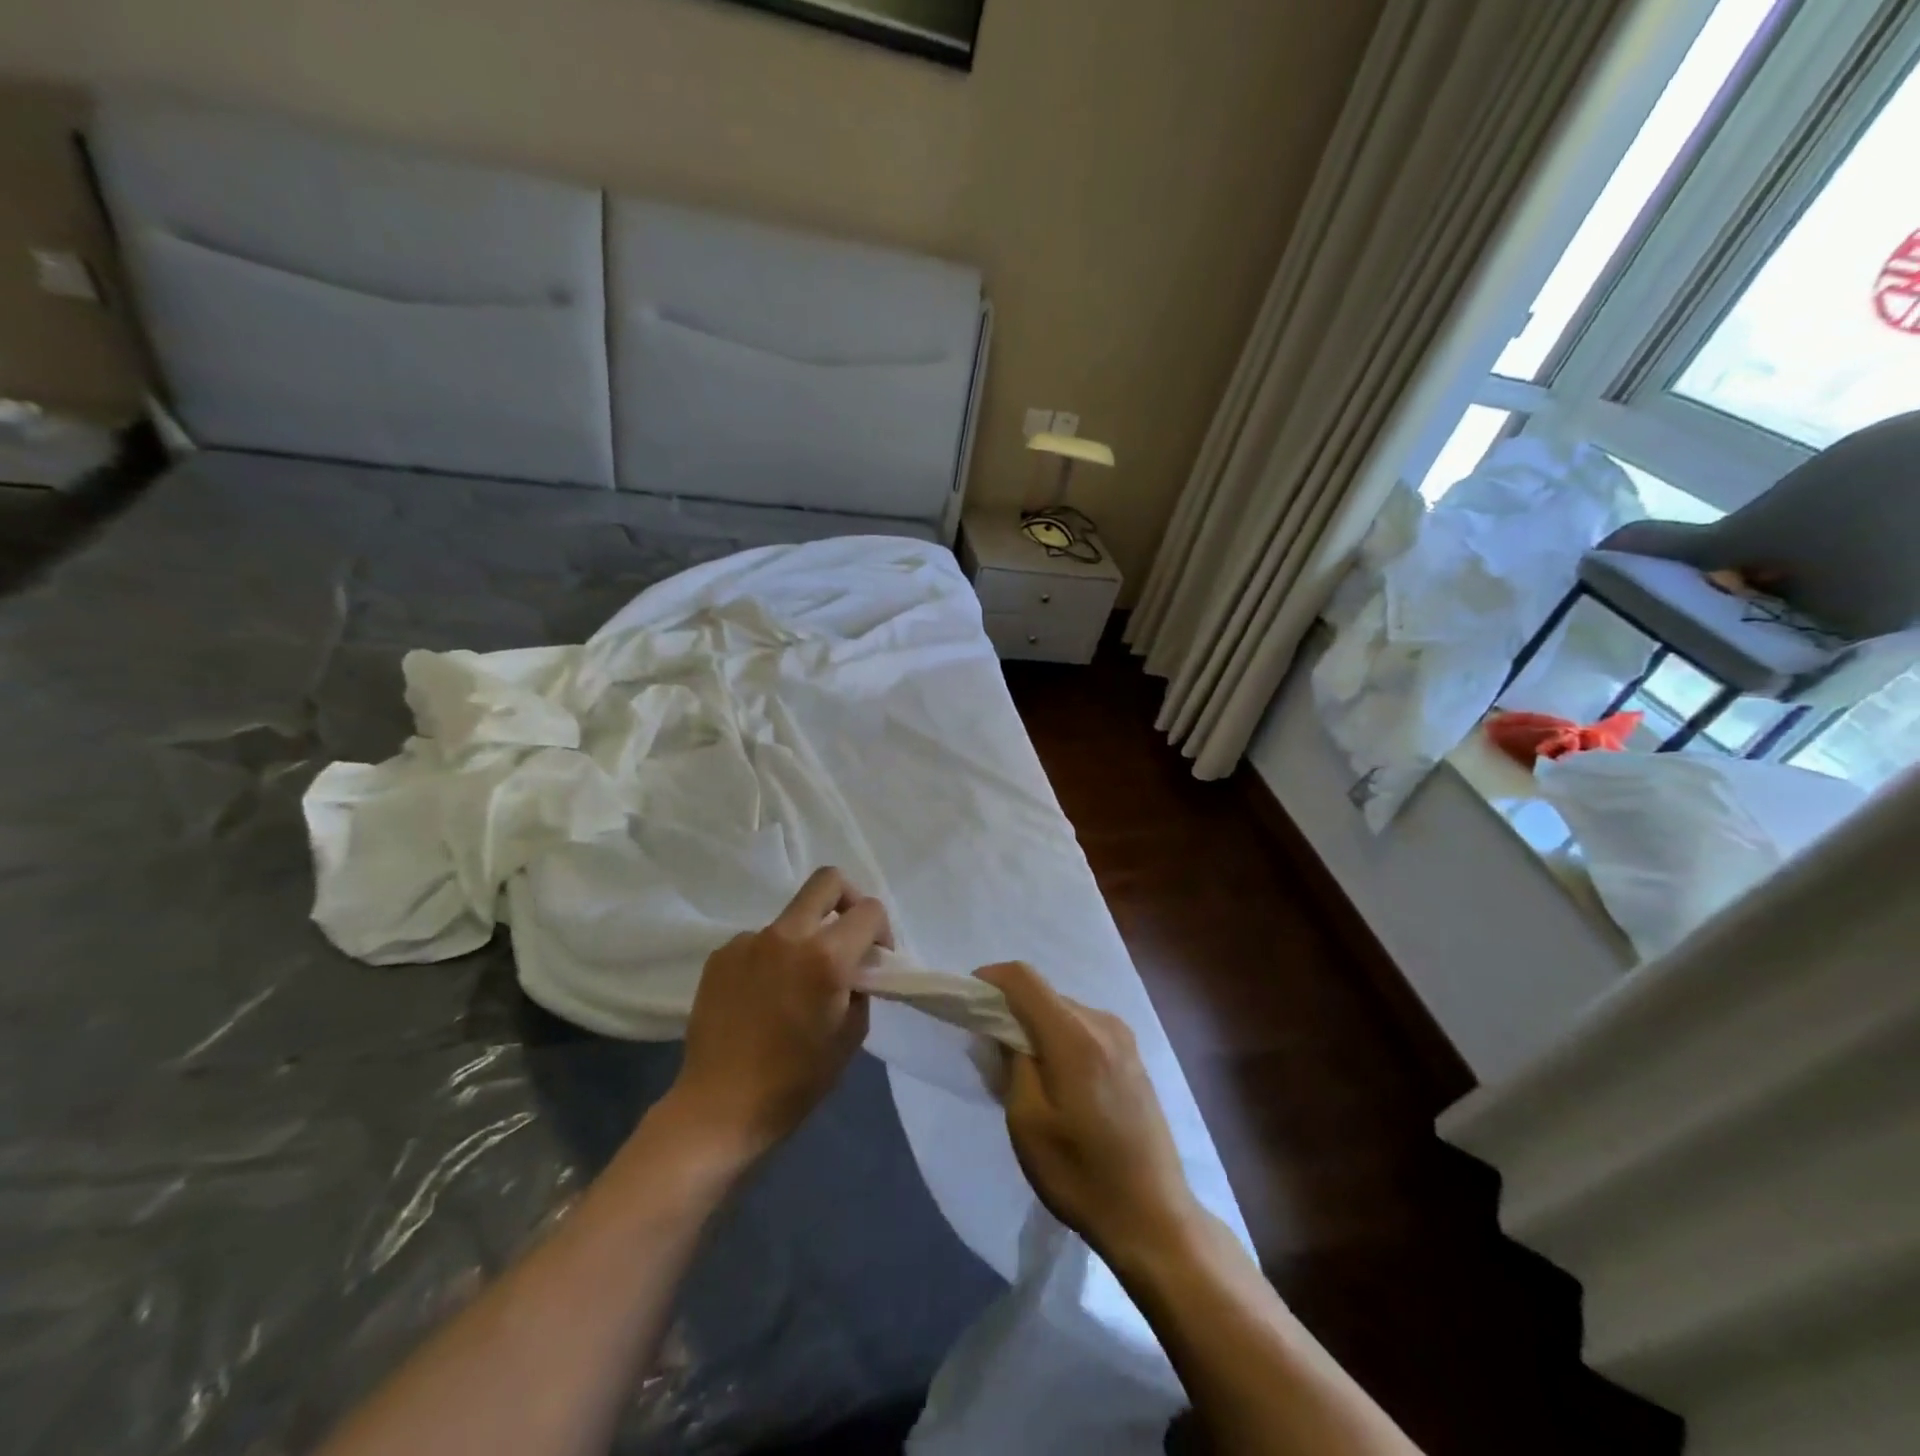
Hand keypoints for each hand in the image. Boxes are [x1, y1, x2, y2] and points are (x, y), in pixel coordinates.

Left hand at [661, 868, 889, 1163]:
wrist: (718, 1108)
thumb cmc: (795, 1082)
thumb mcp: (850, 1036)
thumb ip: (861, 988)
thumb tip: (856, 968)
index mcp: (826, 957)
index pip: (869, 910)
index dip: (882, 929)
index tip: (876, 957)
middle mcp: (787, 936)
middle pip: (827, 881)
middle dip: (848, 898)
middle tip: (847, 933)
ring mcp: (749, 941)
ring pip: (790, 917)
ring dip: (805, 937)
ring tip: (795, 983)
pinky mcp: (721, 955)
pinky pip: (759, 941)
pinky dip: (771, 958)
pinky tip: (763, 996)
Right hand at [976, 961, 1202, 1269]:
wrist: (1153, 1216)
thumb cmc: (1081, 1174)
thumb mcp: (1027, 1122)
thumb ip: (1013, 1063)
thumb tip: (1004, 1030)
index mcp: (1074, 1035)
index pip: (1024, 978)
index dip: (990, 980)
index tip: (967, 1002)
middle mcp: (1102, 1023)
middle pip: (1044, 995)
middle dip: (1011, 1012)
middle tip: (989, 1054)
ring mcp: (1123, 1038)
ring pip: (1064, 1012)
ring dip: (1036, 1028)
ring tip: (1022, 1074)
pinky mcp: (1133, 1057)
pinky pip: (1084, 1029)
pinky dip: (1060, 1040)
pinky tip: (1057, 1081)